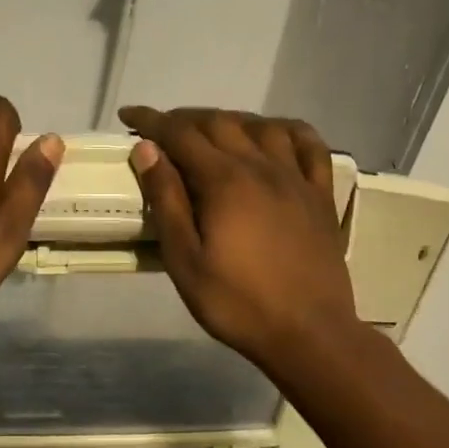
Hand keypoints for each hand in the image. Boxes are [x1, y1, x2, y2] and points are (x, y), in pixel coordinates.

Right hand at [120, 106, 356, 370]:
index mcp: (224, 181)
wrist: (307, 332)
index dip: (151, 120)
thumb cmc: (236, 303)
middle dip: (185, 118)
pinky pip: (310, 146)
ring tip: (211, 132)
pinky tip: (275, 135)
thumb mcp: (185, 260)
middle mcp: (262, 166)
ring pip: (262, 127)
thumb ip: (167, 201)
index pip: (180, 134)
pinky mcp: (320, 195)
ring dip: (230, 120)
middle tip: (161, 130)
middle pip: (219, 123)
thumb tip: (147, 150)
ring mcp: (296, 178)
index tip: (128, 115)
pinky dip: (287, 130)